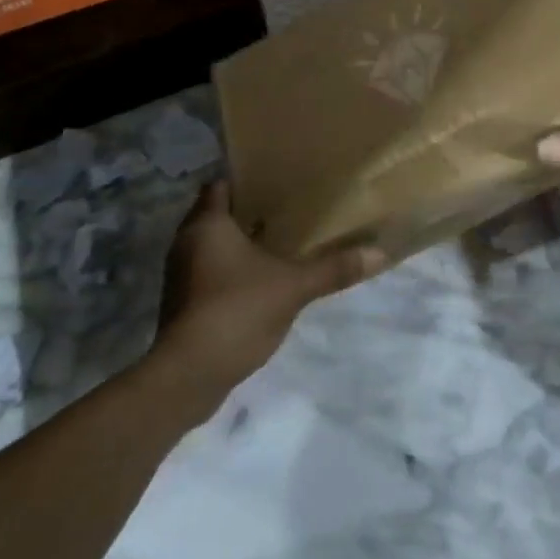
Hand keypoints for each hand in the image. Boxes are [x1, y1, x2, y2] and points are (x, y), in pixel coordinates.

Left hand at [150, 181, 384, 415]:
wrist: (187, 376)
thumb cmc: (235, 310)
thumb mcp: (292, 287)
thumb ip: (332, 269)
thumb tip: (379, 253)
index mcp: (207, 224)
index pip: (219, 186)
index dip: (244, 182)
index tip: (273, 183)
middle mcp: (186, 242)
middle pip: (215, 215)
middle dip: (245, 214)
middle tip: (283, 212)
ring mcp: (179, 276)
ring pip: (211, 247)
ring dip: (236, 246)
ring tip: (275, 245)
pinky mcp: (181, 306)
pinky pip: (207, 275)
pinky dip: (228, 273)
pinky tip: (258, 283)